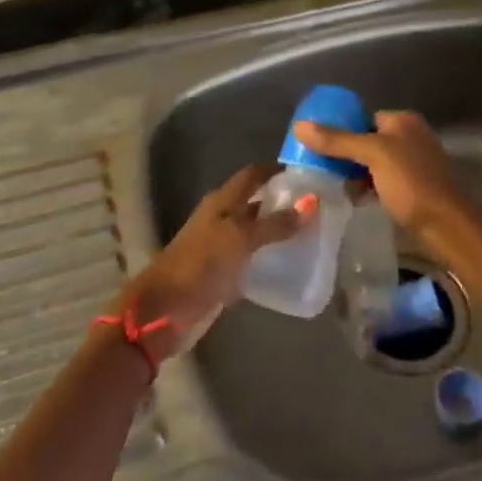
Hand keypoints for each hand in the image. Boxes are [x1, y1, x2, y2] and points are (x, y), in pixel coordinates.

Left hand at [118, 164, 297, 364]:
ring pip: (253, 230)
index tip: (309, 173)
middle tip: (317, 205)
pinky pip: (249, 257)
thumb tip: (311, 201)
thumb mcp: (240, 239)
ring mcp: (219, 246)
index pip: (253, 174)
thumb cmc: (201, 264)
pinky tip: (288, 263)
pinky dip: (267, 256)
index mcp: (222, 201)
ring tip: (311, 233)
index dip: (277, 170)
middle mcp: (221, 218)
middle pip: (254, 201)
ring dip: (276, 229)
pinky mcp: (220, 272)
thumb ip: (275, 223)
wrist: (164, 310)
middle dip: (282, 201)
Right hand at [293, 111, 481, 251]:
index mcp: (403, 121)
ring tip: (328, 183)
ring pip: (374, 163)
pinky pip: (382, 181)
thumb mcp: (372, 155)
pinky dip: (367, 187)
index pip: (363, 117)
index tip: (316, 144)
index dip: (340, 128)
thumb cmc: (412, 182)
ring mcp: (413, 164)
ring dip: (354, 173)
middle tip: (318, 166)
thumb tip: (299, 125)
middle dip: (344, 153)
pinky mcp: (413, 188)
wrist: (448, 225)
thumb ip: (337, 140)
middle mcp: (410, 137)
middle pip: (367, 140)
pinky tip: (351, 198)